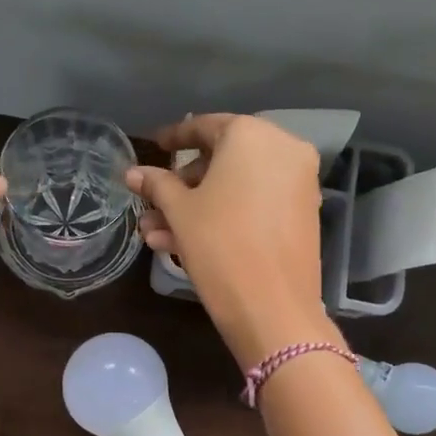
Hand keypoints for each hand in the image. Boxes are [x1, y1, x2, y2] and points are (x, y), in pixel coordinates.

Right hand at [126, 113, 338, 365]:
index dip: (174, 138)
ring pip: (236, 186)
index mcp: (251, 135)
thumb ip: (157, 184)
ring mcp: (298, 182)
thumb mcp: (180, 212)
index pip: (204, 127)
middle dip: (182, 185)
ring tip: (156, 235)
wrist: (273, 308)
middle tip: (152, 206)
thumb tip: (133, 173)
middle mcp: (283, 149)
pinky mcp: (302, 213)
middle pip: (222, 159)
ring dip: (196, 207)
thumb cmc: (219, 246)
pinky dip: (225, 215)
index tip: (153, 146)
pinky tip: (186, 242)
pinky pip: (256, 203)